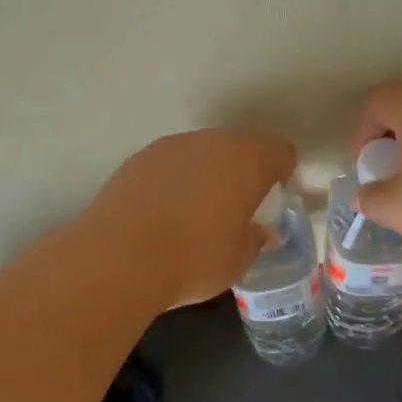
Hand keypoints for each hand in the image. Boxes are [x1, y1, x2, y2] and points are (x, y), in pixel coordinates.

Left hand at [84, 130, 297, 309]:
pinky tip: (163, 212)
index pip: (279, 152)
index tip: (273, 199)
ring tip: (196, 211)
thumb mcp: (239, 259)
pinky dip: (174, 180)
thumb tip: (259, 231)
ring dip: (206, 173)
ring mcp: (171, 146)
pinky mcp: (138, 158)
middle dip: (242, 171)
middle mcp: (211, 142)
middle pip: (238, 147)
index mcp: (246, 160)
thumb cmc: (194, 258)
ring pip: (201, 152)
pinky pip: (170, 164)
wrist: (120, 256)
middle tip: (237, 207)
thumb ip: (255, 238)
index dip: (282, 173)